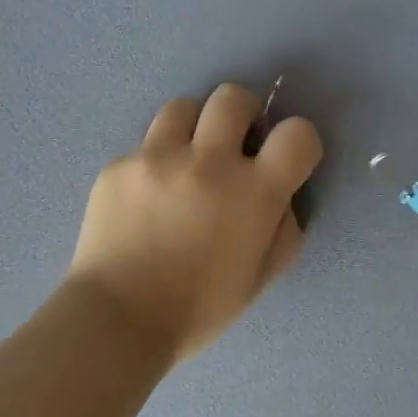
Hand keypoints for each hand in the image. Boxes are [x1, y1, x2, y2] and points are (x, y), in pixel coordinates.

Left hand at [67, 83, 323, 363]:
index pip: (297, 133)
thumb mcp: (261, 277)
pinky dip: (154, 163)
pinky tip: (146, 199)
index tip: (286, 159)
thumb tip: (280, 198)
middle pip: (233, 97)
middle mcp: (208, 162)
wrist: (118, 319)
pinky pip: (144, 146)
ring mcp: (157, 158)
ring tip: (187, 160)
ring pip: (183, 107)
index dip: (299, 141)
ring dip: (195, 128)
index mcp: (253, 193)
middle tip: (234, 145)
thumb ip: (283, 230)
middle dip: (243, 114)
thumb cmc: (199, 309)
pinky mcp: (118, 166)